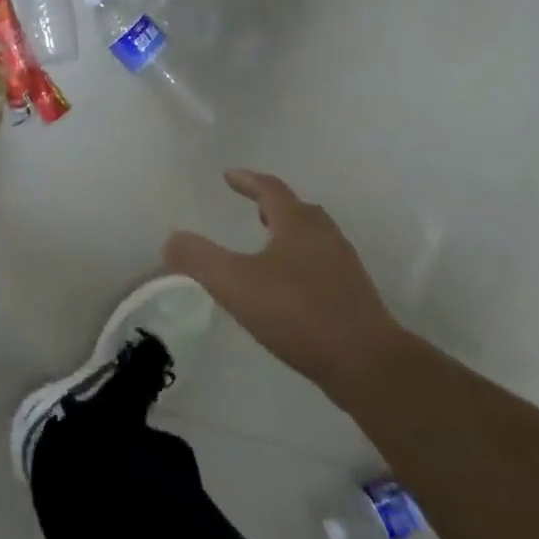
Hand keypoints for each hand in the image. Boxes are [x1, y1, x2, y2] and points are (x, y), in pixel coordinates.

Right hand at [164, 169, 402, 400]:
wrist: (366, 362)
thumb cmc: (297, 312)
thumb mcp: (235, 283)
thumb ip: (199, 258)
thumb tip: (171, 239)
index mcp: (298, 223)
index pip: (270, 189)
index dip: (247, 180)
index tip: (228, 175)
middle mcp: (325, 235)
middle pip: (298, 210)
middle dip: (273, 206)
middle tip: (253, 208)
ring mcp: (344, 265)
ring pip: (313, 237)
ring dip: (289, 233)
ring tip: (267, 246)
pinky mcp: (353, 295)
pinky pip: (321, 264)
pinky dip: (300, 261)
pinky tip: (288, 287)